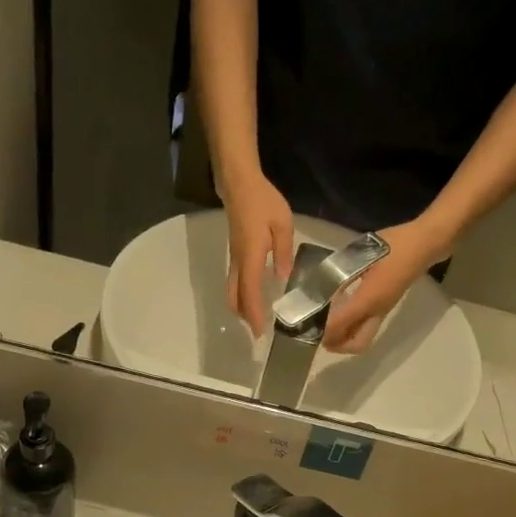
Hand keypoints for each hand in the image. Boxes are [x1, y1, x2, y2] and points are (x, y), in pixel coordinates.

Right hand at [224, 176, 296, 337]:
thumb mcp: (282, 224)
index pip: (250, 292)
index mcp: (250, 256)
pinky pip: (235, 281)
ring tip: (256, 319)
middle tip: (258, 333)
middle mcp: (238, 262)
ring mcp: (234, 258)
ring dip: (241, 307)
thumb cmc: (263, 201)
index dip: (254, 314)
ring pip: (232, 290)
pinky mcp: (235, 254)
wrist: (239, 183)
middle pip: (235, 297)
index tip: (260, 333)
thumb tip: (283, 276)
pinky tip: (255, 297)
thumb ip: (283, 252)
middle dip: (244, 317)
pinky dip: (242, 295)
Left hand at [321, 218, 451, 353]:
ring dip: (343, 339)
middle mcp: (377, 311)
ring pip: (362, 337)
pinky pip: (367, 326)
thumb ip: (341, 271)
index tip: (304, 325)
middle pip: (357, 344)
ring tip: (325, 327)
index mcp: (370, 299)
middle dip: (335, 345)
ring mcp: (384, 310)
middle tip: (317, 335)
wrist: (425, 244)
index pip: (340, 324)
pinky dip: (351, 327)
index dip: (322, 329)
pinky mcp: (386, 306)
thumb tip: (320, 285)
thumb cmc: (395, 245)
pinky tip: (340, 312)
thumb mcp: (363, 253)